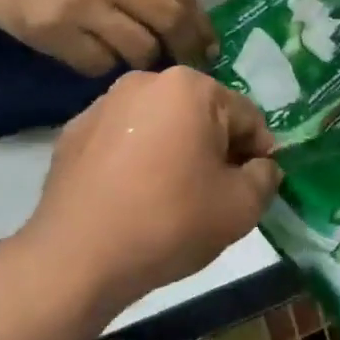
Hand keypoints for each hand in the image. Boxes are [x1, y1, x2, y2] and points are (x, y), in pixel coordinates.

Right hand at [0, 0, 217, 74]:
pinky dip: (105, 66)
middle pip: (170, 20)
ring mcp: (79, 0)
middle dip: (188, 49)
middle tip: (192, 66)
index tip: (211, 48)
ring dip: (145, 60)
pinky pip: (102, 64)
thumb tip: (197, 29)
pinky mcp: (54, 30)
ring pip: (141, 48)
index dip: (202, 26)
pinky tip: (92, 53)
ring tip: (134, 58)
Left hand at [25, 68, 281, 316]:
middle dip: (216, 149)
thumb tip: (261, 166)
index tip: (255, 187)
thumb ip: (266, 177)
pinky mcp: (73, 133)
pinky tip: (135, 197)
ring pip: (162, 126)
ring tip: (173, 198)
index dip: (260, 154)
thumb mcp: (242, 207)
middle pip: (202, 116)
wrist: (78, 258)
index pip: (247, 117)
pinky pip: (125, 140)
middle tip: (216, 195)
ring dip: (177, 152)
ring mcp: (102, 105)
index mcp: (190, 87)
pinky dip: (138, 160)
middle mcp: (144, 81)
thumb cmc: (170, 223)